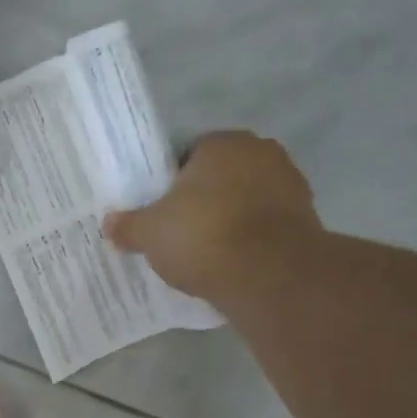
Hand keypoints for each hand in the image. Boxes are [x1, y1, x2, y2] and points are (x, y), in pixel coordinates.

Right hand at [103, 131, 319, 301]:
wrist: (269, 274)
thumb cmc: (202, 236)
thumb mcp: (150, 233)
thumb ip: (128, 225)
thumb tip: (109, 223)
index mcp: (222, 143)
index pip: (190, 154)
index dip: (172, 183)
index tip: (162, 211)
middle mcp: (261, 152)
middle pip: (221, 176)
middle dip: (203, 199)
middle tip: (180, 231)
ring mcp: (290, 184)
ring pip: (246, 199)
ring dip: (230, 219)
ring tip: (206, 252)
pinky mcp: (307, 218)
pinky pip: (266, 225)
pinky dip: (251, 239)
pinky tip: (232, 263)